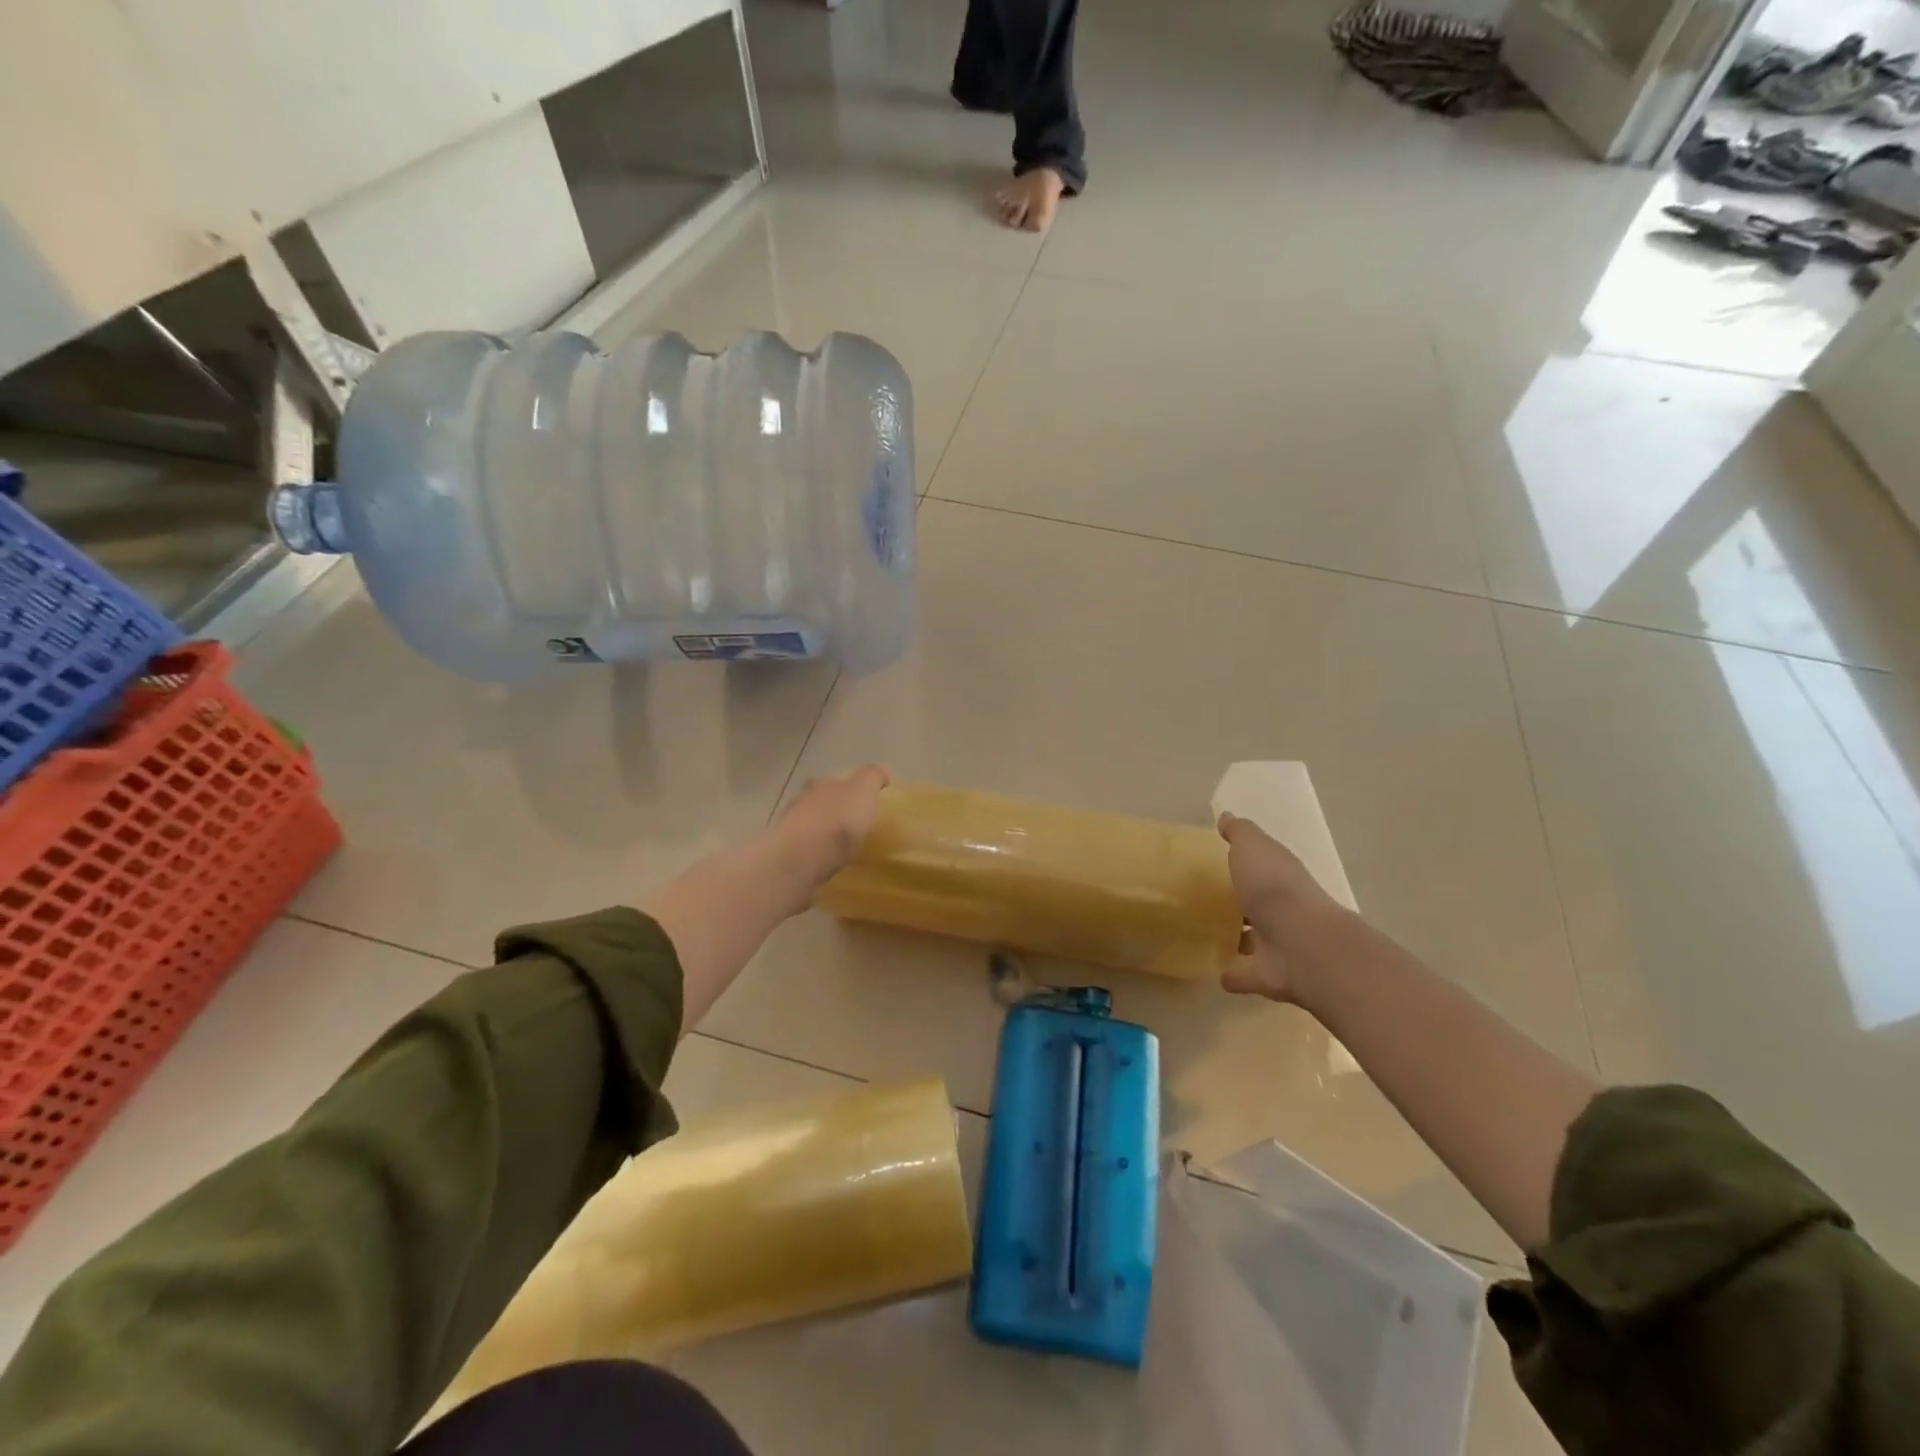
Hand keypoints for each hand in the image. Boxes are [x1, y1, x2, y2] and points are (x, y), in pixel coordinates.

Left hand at [773, 765, 890, 897]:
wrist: (802, 860)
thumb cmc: (838, 821)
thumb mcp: (864, 790)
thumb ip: (873, 777)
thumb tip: (882, 773)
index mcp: (821, 785)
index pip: (833, 781)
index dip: (847, 788)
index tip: (860, 802)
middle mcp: (801, 802)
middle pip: (817, 802)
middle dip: (831, 811)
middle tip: (851, 826)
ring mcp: (789, 830)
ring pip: (808, 827)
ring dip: (821, 834)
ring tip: (840, 850)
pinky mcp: (786, 857)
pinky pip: (804, 852)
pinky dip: (814, 855)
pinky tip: (826, 865)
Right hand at [1217, 812, 1346, 1002]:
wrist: (1301, 944)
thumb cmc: (1274, 888)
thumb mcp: (1253, 847)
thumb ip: (1240, 833)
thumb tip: (1227, 817)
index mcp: (1280, 876)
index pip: (1262, 865)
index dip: (1244, 862)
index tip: (1218, 860)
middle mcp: (1281, 909)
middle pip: (1256, 903)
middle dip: (1238, 902)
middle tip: (1205, 899)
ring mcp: (1275, 944)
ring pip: (1251, 939)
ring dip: (1236, 937)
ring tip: (1205, 934)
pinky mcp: (1265, 975)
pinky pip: (1243, 973)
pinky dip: (1231, 973)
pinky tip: (1214, 970)